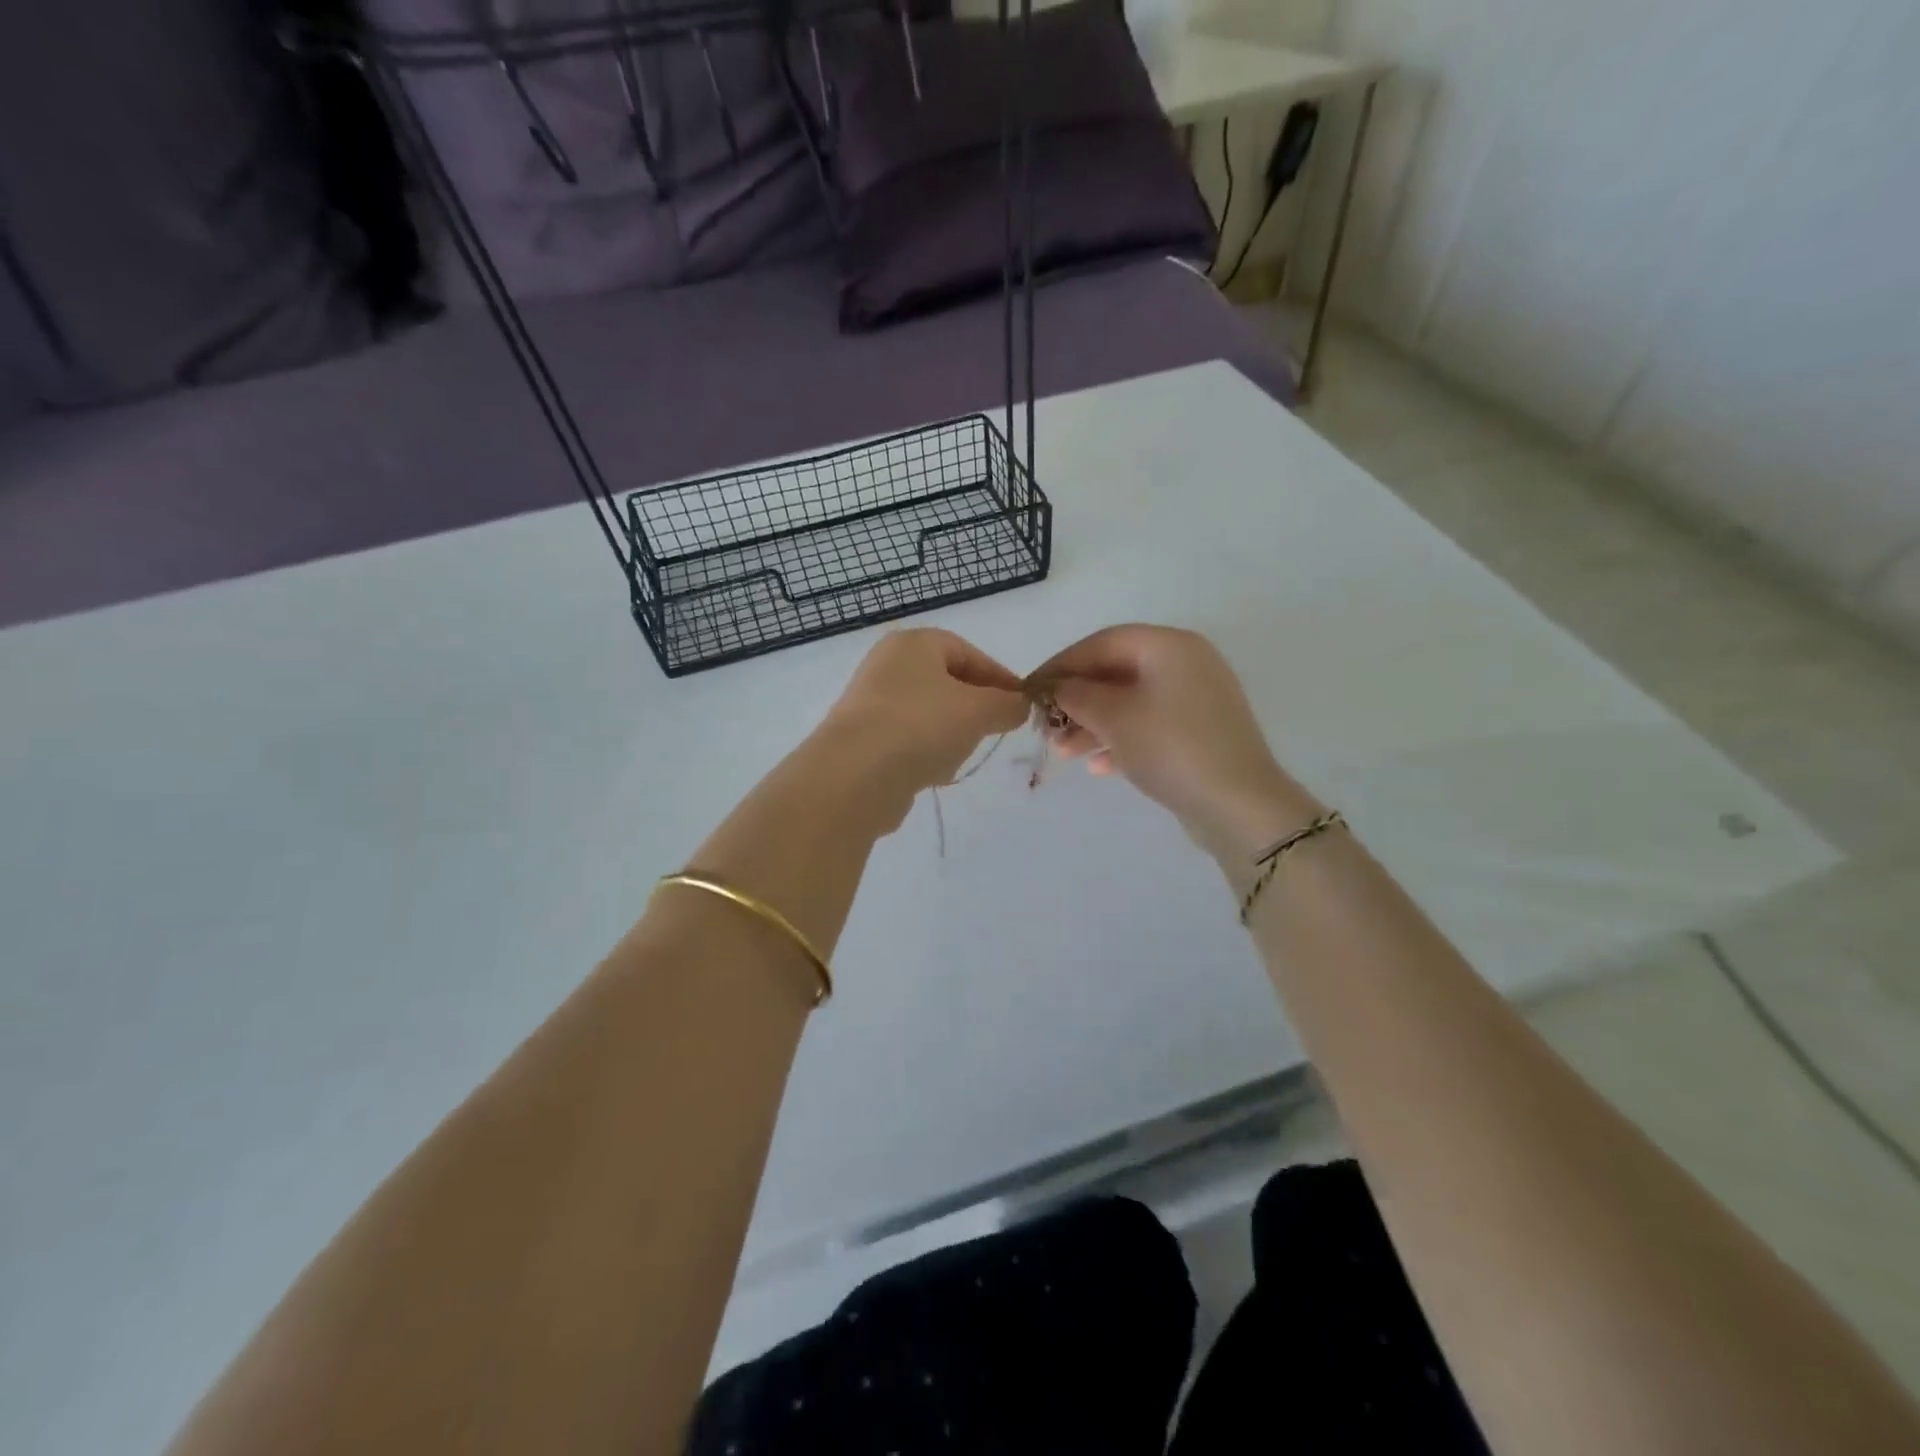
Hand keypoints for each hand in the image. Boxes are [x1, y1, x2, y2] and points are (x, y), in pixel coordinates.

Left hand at [819, 629, 1029, 809]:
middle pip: (947, 683)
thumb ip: (1007, 705)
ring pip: (928, 715)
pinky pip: (907, 741)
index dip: (999, 678)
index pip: (968, 652)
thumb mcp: (979, 711)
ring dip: (950, 734)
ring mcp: (871, 704)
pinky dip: (925, 754)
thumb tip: (1020, 705)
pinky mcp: (862, 740)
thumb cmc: (921, 726)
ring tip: (959, 756)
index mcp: (914, 644)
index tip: (1020, 705)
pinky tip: (932, 774)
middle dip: (974, 709)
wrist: (854, 775)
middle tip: (994, 730)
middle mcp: (888, 666)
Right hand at [1030, 625, 1320, 859]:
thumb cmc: (1170, 747)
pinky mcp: (1199, 733)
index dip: (1062, 664)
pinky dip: (1120, 740)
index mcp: (1169, 646)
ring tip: (1063, 753)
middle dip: (1076, 700)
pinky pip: (1149, 726)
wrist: (1238, 804)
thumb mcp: (1114, 717)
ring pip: (1130, 703)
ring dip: (1092, 724)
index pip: (1103, 642)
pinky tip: (1096, 767)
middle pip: (1116, 673)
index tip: (1031, 689)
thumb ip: (1077, 694)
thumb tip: (1058, 687)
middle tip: (1046, 727)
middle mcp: (1186, 664)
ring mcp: (1195, 700)